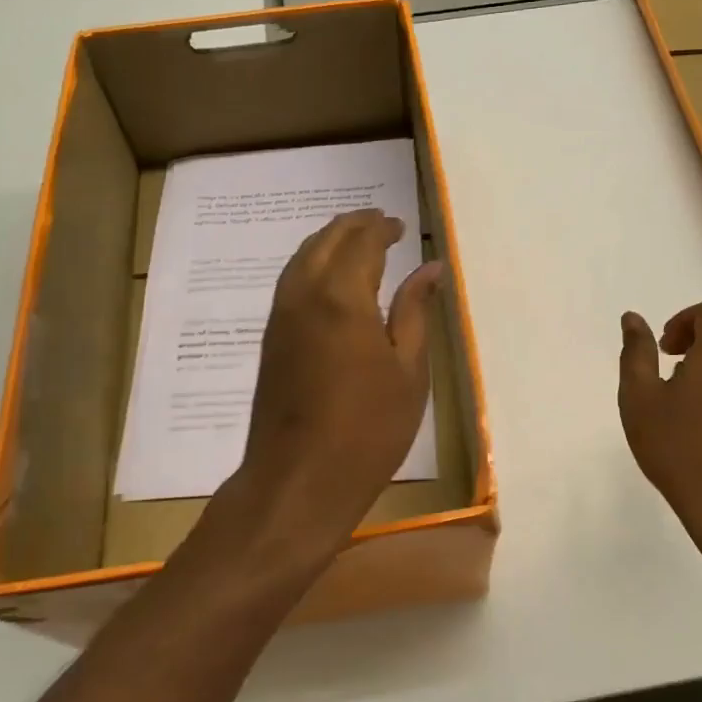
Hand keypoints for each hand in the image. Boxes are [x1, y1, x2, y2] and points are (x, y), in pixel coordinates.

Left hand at [208, 209, 441, 574]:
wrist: (298, 479)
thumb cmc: (369, 429)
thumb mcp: (408, 371)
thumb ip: (415, 311)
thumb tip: (430, 268)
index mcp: (343, 297)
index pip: (362, 243)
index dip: (381, 229)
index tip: (400, 225)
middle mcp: (305, 294)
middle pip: (326, 240)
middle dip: (353, 226)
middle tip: (380, 222)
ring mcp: (281, 315)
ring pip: (302, 257)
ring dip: (329, 240)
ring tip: (356, 240)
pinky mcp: (271, 337)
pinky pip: (291, 280)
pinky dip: (312, 263)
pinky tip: (329, 277)